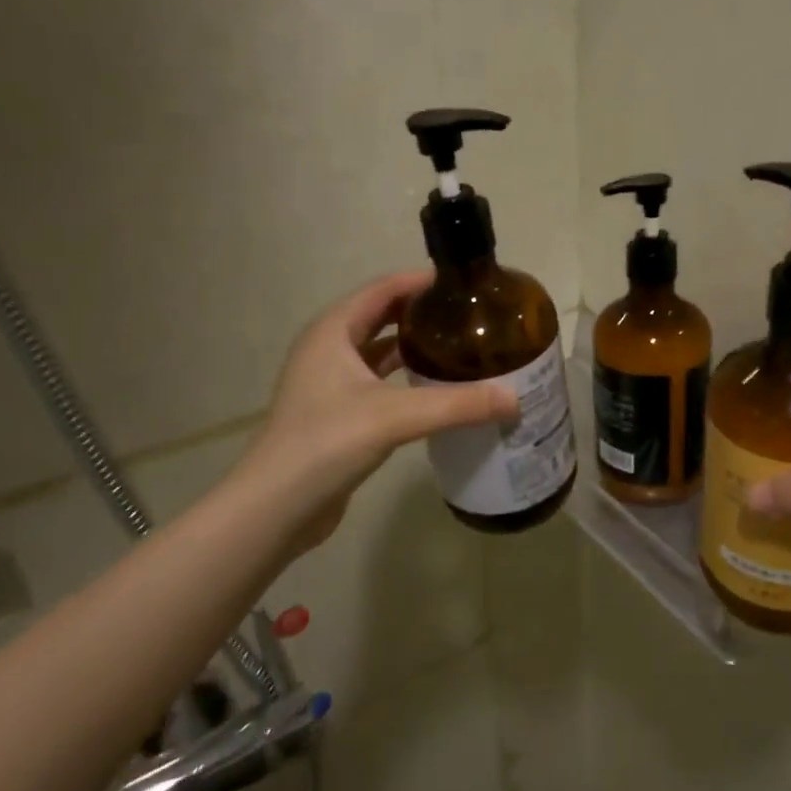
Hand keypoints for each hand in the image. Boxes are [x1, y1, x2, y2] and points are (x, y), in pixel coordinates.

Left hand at [227, 270, 519, 553]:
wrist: (275, 509)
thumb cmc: (326, 444)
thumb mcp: (395, 417)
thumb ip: (457, 404)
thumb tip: (515, 400)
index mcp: (332, 332)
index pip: (382, 289)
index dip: (420, 281)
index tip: (463, 284)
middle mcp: (327, 350)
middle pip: (380, 316)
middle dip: (422, 313)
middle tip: (468, 316)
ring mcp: (328, 384)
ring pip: (378, 352)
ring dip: (413, 346)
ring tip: (459, 347)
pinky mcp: (335, 415)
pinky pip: (377, 383)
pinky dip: (405, 379)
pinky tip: (435, 391)